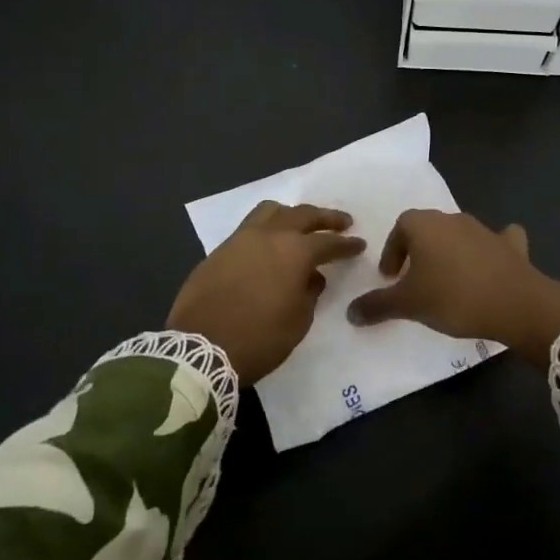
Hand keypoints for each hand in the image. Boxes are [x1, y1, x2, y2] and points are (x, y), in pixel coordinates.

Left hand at [168, 202, 364, 383]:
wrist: (199, 348)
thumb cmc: (258, 338)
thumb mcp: (297, 322)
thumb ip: (309, 294)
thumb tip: (311, 277)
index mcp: (294, 252)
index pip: (328, 242)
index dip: (347, 244)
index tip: (359, 244)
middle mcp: (269, 236)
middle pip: (302, 215)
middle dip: (325, 218)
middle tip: (342, 222)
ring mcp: (240, 240)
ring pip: (270, 211)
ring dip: (291, 214)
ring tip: (300, 224)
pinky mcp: (218, 251)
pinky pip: (248, 228)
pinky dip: (265, 229)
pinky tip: (269, 245)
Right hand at [345, 210, 559, 365]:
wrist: (515, 303)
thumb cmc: (453, 297)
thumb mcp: (409, 305)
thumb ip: (378, 305)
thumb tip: (350, 312)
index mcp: (425, 225)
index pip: (401, 227)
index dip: (392, 250)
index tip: (391, 277)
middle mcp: (454, 219)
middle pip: (430, 229)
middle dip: (419, 251)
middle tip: (415, 280)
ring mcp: (486, 230)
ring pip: (460, 235)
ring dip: (451, 252)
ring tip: (447, 281)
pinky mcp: (511, 246)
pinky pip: (498, 241)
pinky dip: (492, 250)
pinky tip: (491, 266)